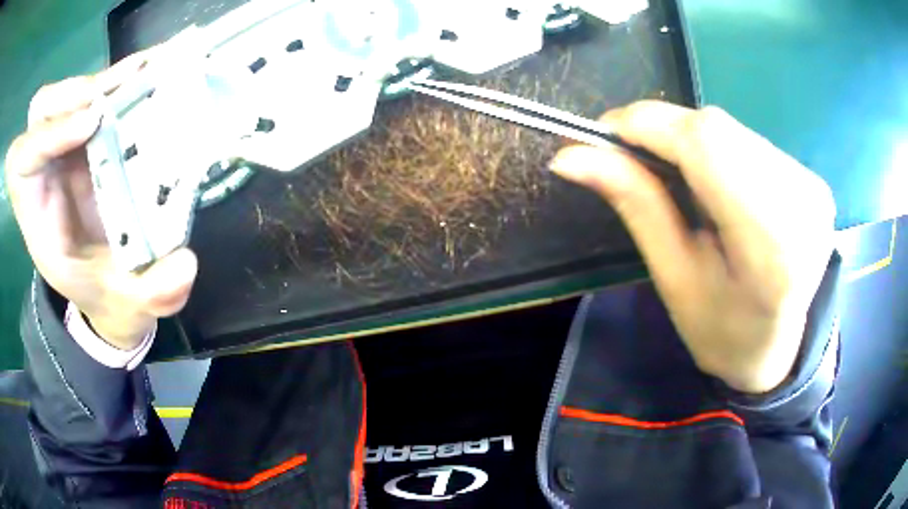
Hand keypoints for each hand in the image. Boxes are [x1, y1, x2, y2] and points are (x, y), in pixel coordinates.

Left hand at [4, 52, 197, 350]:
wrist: (114, 283)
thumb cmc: (109, 294)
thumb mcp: (128, 304)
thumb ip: (151, 294)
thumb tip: (184, 267)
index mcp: (38, 214)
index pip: (22, 162)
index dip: (48, 134)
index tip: (92, 125)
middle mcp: (46, 171)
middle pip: (41, 112)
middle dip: (72, 94)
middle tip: (115, 92)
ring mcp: (66, 146)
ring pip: (66, 92)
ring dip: (102, 79)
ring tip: (144, 72)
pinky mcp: (89, 133)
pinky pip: (96, 92)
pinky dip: (121, 77)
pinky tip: (151, 68)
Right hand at [550, 101, 835, 393]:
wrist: (777, 349)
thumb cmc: (722, 331)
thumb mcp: (673, 278)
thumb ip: (635, 204)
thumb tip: (570, 155)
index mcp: (770, 246)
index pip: (706, 145)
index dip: (648, 125)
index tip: (603, 135)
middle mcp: (802, 204)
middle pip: (718, 129)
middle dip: (666, 133)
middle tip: (636, 161)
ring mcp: (813, 187)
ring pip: (733, 129)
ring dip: (693, 143)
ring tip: (684, 184)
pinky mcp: (814, 179)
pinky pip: (751, 140)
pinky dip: (720, 150)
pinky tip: (719, 186)